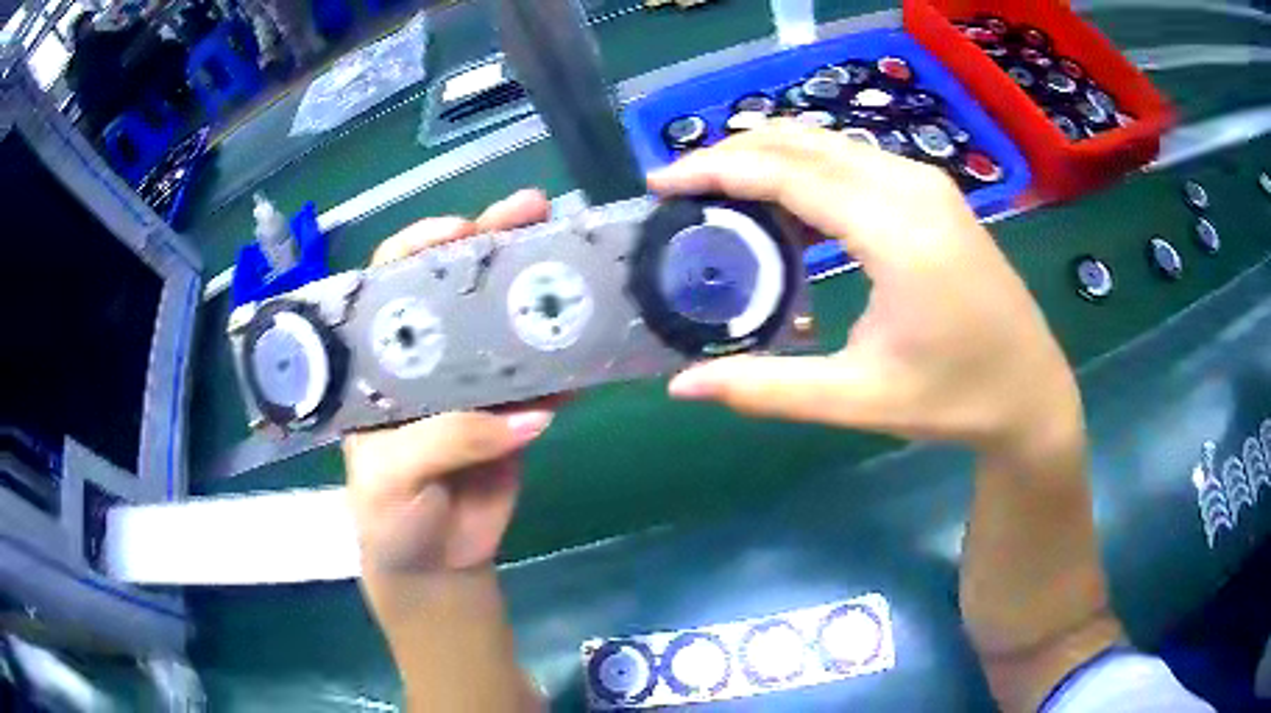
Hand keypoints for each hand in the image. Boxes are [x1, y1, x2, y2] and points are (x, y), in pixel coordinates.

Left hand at [343, 189, 556, 573]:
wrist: (435, 563)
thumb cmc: (390, 515)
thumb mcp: (394, 476)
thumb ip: (449, 439)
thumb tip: (529, 413)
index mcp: (382, 363)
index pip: (392, 284)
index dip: (422, 246)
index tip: (462, 228)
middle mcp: (428, 359)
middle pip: (456, 287)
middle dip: (492, 244)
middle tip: (533, 211)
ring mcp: (475, 383)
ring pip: (506, 324)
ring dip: (538, 290)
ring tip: (575, 259)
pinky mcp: (514, 413)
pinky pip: (545, 380)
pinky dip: (569, 363)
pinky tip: (593, 338)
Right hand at [650, 122, 1081, 457]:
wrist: (1031, 390)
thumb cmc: (954, 399)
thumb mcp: (858, 399)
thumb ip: (766, 388)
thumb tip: (682, 389)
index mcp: (896, 232)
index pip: (787, 172)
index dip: (716, 170)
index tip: (662, 183)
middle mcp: (911, 186)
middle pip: (802, 141)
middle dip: (732, 153)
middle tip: (680, 186)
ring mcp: (926, 182)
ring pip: (827, 144)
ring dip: (767, 156)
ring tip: (718, 192)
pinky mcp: (933, 192)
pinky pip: (853, 160)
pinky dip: (806, 168)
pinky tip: (784, 203)